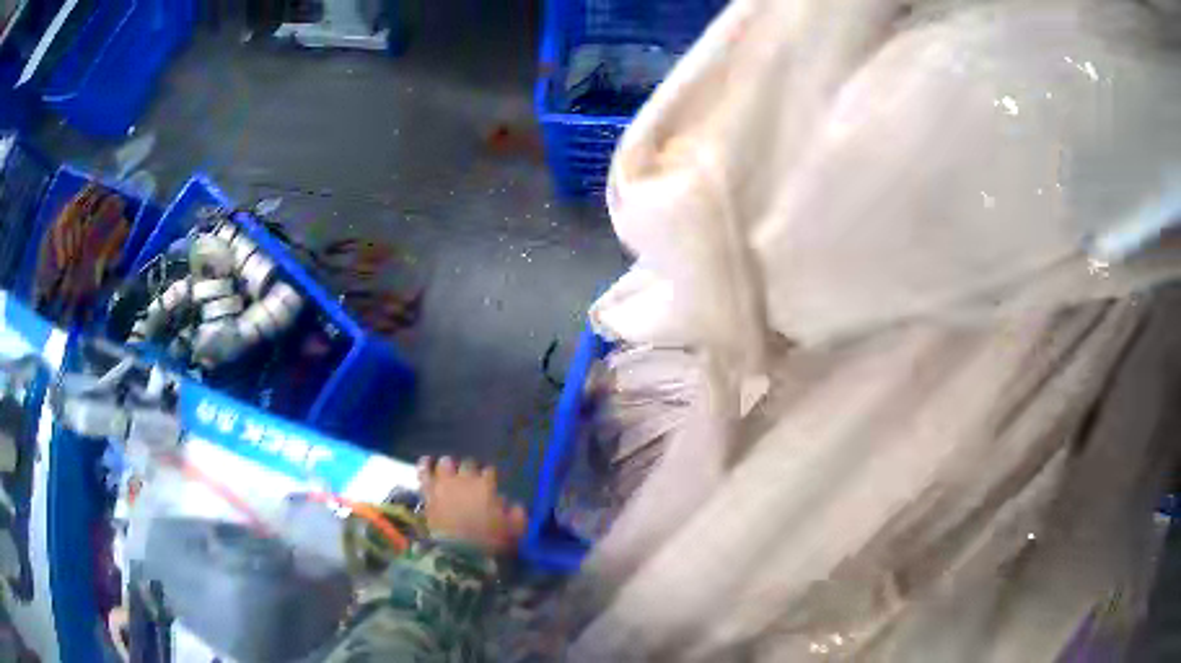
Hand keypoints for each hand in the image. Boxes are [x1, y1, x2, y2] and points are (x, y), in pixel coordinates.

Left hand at [418, 456, 526, 555]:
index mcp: (486, 486)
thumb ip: (518, 515)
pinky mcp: (429, 493)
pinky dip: (424, 465)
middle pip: (468, 465)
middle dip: (471, 469)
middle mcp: (465, 480)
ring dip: (449, 465)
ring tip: (449, 467)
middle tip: (472, 478)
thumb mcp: (513, 531)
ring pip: (445, 465)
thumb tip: (516, 505)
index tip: (491, 484)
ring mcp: (444, 485)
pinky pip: (424, 473)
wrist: (459, 552)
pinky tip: (426, 461)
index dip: (490, 477)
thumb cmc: (489, 541)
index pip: (489, 472)